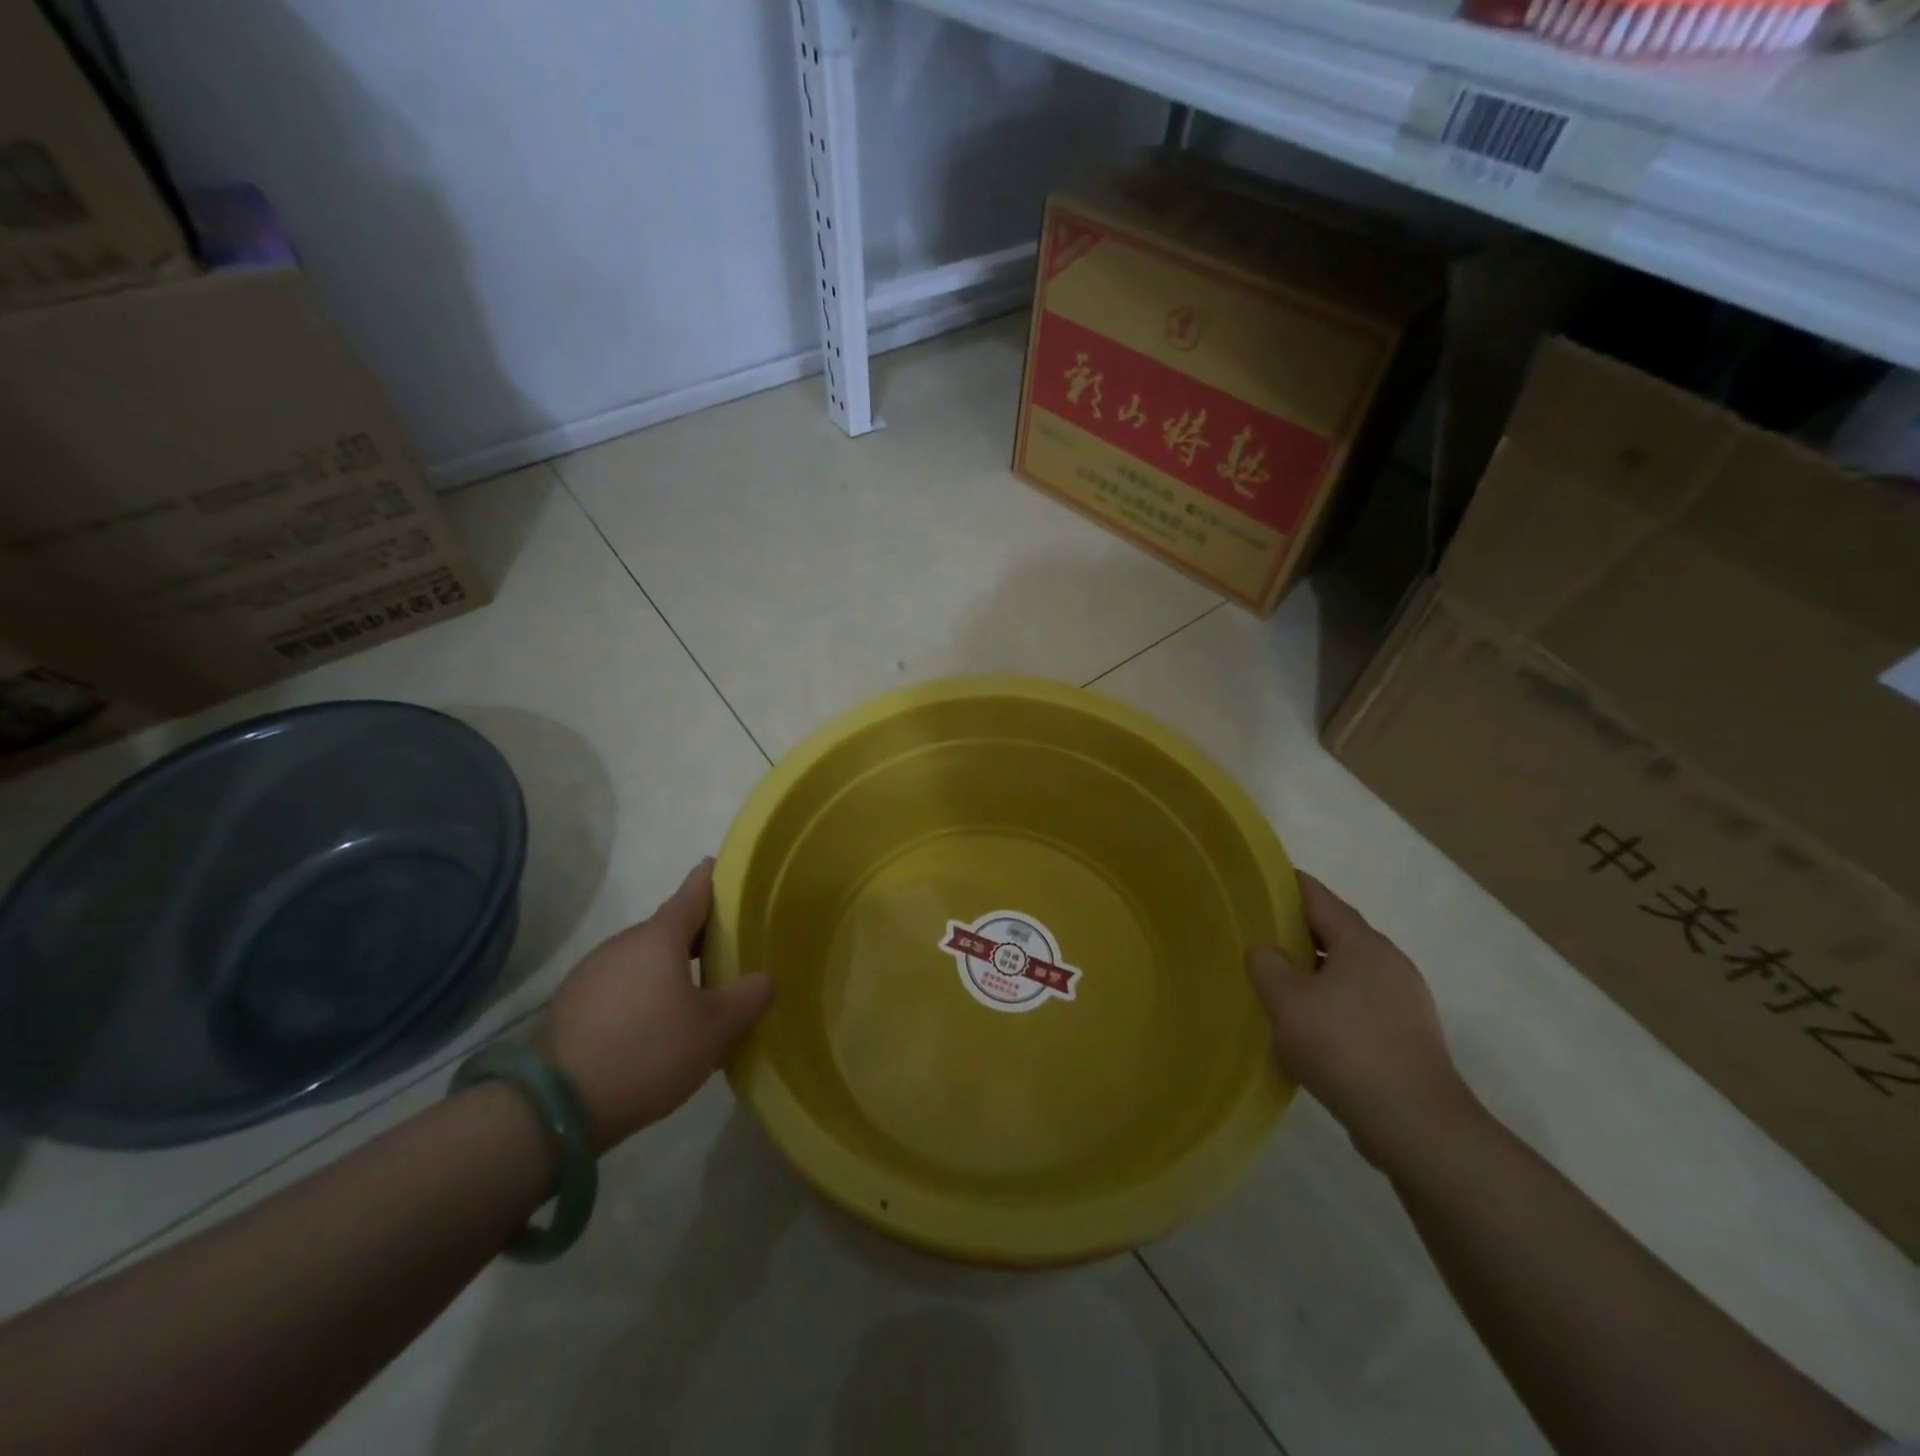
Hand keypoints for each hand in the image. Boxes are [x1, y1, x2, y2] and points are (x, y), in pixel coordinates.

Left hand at [539, 858, 771, 1152]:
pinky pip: (620, 984)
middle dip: (699, 934)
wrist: (554, 1107)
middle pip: (669, 927)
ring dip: (670, 967)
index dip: (715, 878)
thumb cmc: (648, 1052)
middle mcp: (623, 943)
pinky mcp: (572, 1003)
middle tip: (730, 951)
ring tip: (696, 995)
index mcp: (660, 937)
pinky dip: (643, 991)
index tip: (729, 869)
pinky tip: (653, 1025)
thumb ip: (749, 997)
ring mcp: (592, 972)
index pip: (694, 891)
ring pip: (643, 958)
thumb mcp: (715, 1030)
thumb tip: (764, 978)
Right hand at [1246, 872, 1477, 1164]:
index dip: (1287, 885)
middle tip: (1259, 934)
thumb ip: (1267, 965)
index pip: (1319, 897)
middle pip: (1337, 932)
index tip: (1259, 882)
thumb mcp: (1286, 1001)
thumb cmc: (1344, 1047)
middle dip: (1299, 931)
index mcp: (1362, 943)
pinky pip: (1361, 1002)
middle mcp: (1389, 962)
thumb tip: (1266, 951)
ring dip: (1316, 971)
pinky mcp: (1409, 1035)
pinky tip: (1311, 1026)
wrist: (1417, 1125)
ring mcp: (1406, 1000)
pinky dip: (1333, 1001)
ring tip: (1279, 982)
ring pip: (1350, 970)